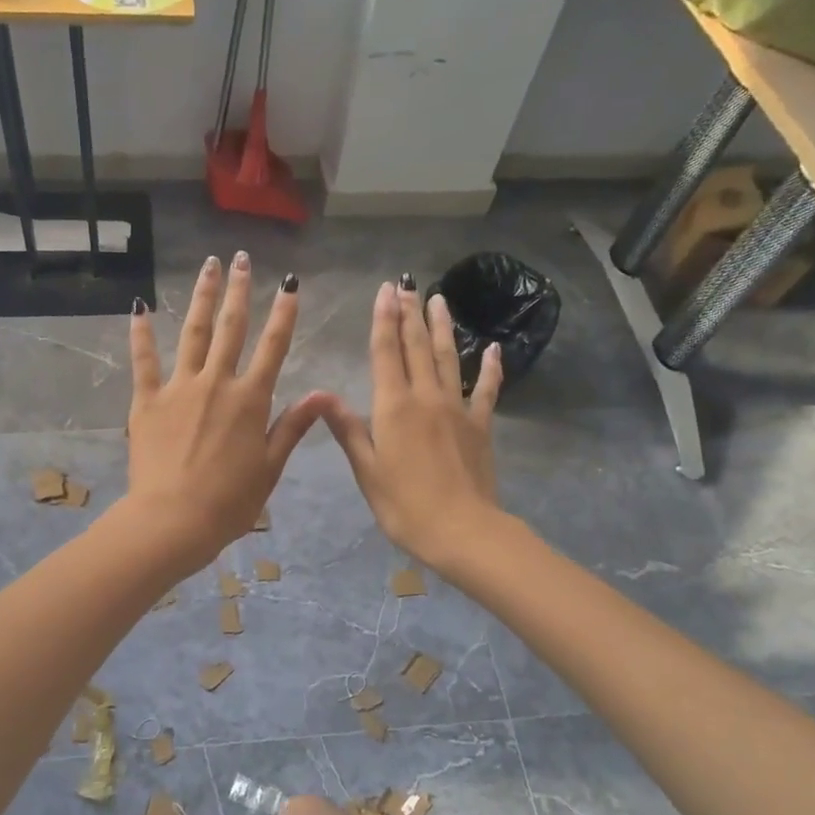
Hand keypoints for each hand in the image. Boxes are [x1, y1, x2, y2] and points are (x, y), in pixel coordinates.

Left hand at [122, 253, 325, 570]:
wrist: (174, 520)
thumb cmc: (229, 502)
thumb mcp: (270, 467)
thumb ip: (293, 426)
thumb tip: (323, 393)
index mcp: (250, 400)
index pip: (273, 347)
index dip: (284, 313)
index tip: (290, 284)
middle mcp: (216, 383)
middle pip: (231, 329)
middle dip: (237, 291)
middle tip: (240, 259)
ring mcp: (179, 388)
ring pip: (192, 333)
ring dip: (200, 298)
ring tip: (206, 267)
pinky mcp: (147, 401)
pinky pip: (144, 361)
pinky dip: (141, 333)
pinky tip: (140, 306)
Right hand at [322, 276, 504, 569]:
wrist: (462, 530)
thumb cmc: (404, 505)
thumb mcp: (366, 469)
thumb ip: (347, 428)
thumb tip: (321, 393)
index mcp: (393, 407)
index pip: (385, 353)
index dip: (383, 320)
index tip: (384, 290)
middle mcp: (425, 398)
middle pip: (417, 347)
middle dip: (410, 314)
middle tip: (407, 284)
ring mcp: (458, 409)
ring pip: (449, 358)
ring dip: (443, 328)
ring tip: (439, 299)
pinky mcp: (481, 425)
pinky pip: (488, 390)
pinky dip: (491, 368)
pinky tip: (494, 348)